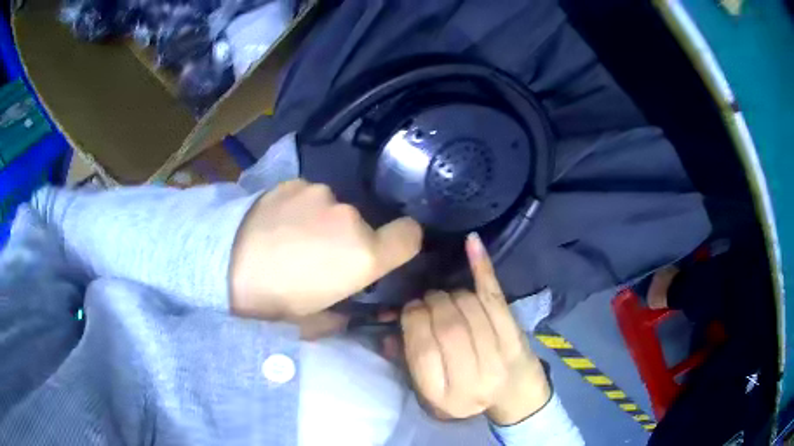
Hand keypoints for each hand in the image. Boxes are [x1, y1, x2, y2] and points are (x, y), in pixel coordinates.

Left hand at [230, 180, 422, 318]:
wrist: (224, 267)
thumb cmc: (274, 303)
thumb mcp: (316, 322)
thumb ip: (345, 312)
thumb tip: (350, 304)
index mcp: (364, 255)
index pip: (410, 234)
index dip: (403, 242)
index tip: (387, 250)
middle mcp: (349, 216)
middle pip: (364, 224)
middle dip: (348, 238)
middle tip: (317, 255)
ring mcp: (321, 194)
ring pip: (333, 208)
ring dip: (321, 220)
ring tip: (289, 237)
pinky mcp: (294, 182)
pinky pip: (308, 196)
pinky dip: (299, 207)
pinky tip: (275, 222)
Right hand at [400, 233, 550, 424]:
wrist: (513, 397)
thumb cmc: (465, 395)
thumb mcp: (430, 392)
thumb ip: (406, 359)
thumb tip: (388, 322)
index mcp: (444, 396)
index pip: (422, 348)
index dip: (413, 320)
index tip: (410, 308)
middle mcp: (473, 379)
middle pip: (449, 325)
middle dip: (433, 303)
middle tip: (428, 299)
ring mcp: (500, 356)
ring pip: (470, 308)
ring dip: (452, 293)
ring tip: (446, 296)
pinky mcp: (517, 336)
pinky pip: (496, 296)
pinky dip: (482, 267)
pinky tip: (472, 243)